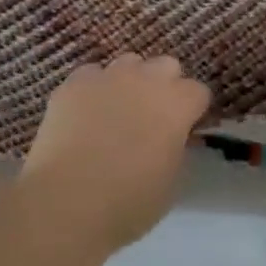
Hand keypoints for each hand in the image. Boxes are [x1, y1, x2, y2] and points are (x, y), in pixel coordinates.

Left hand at [15, 53, 211, 249]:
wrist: (66, 202)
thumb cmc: (129, 202)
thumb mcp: (171, 182)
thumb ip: (177, 148)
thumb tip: (174, 137)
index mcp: (177, 104)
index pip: (198, 92)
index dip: (192, 111)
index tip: (185, 130)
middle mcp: (146, 80)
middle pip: (166, 66)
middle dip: (165, 86)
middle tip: (153, 117)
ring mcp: (107, 77)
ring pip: (128, 63)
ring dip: (130, 82)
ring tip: (117, 110)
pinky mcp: (73, 84)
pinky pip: (91, 75)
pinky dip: (94, 89)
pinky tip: (85, 113)